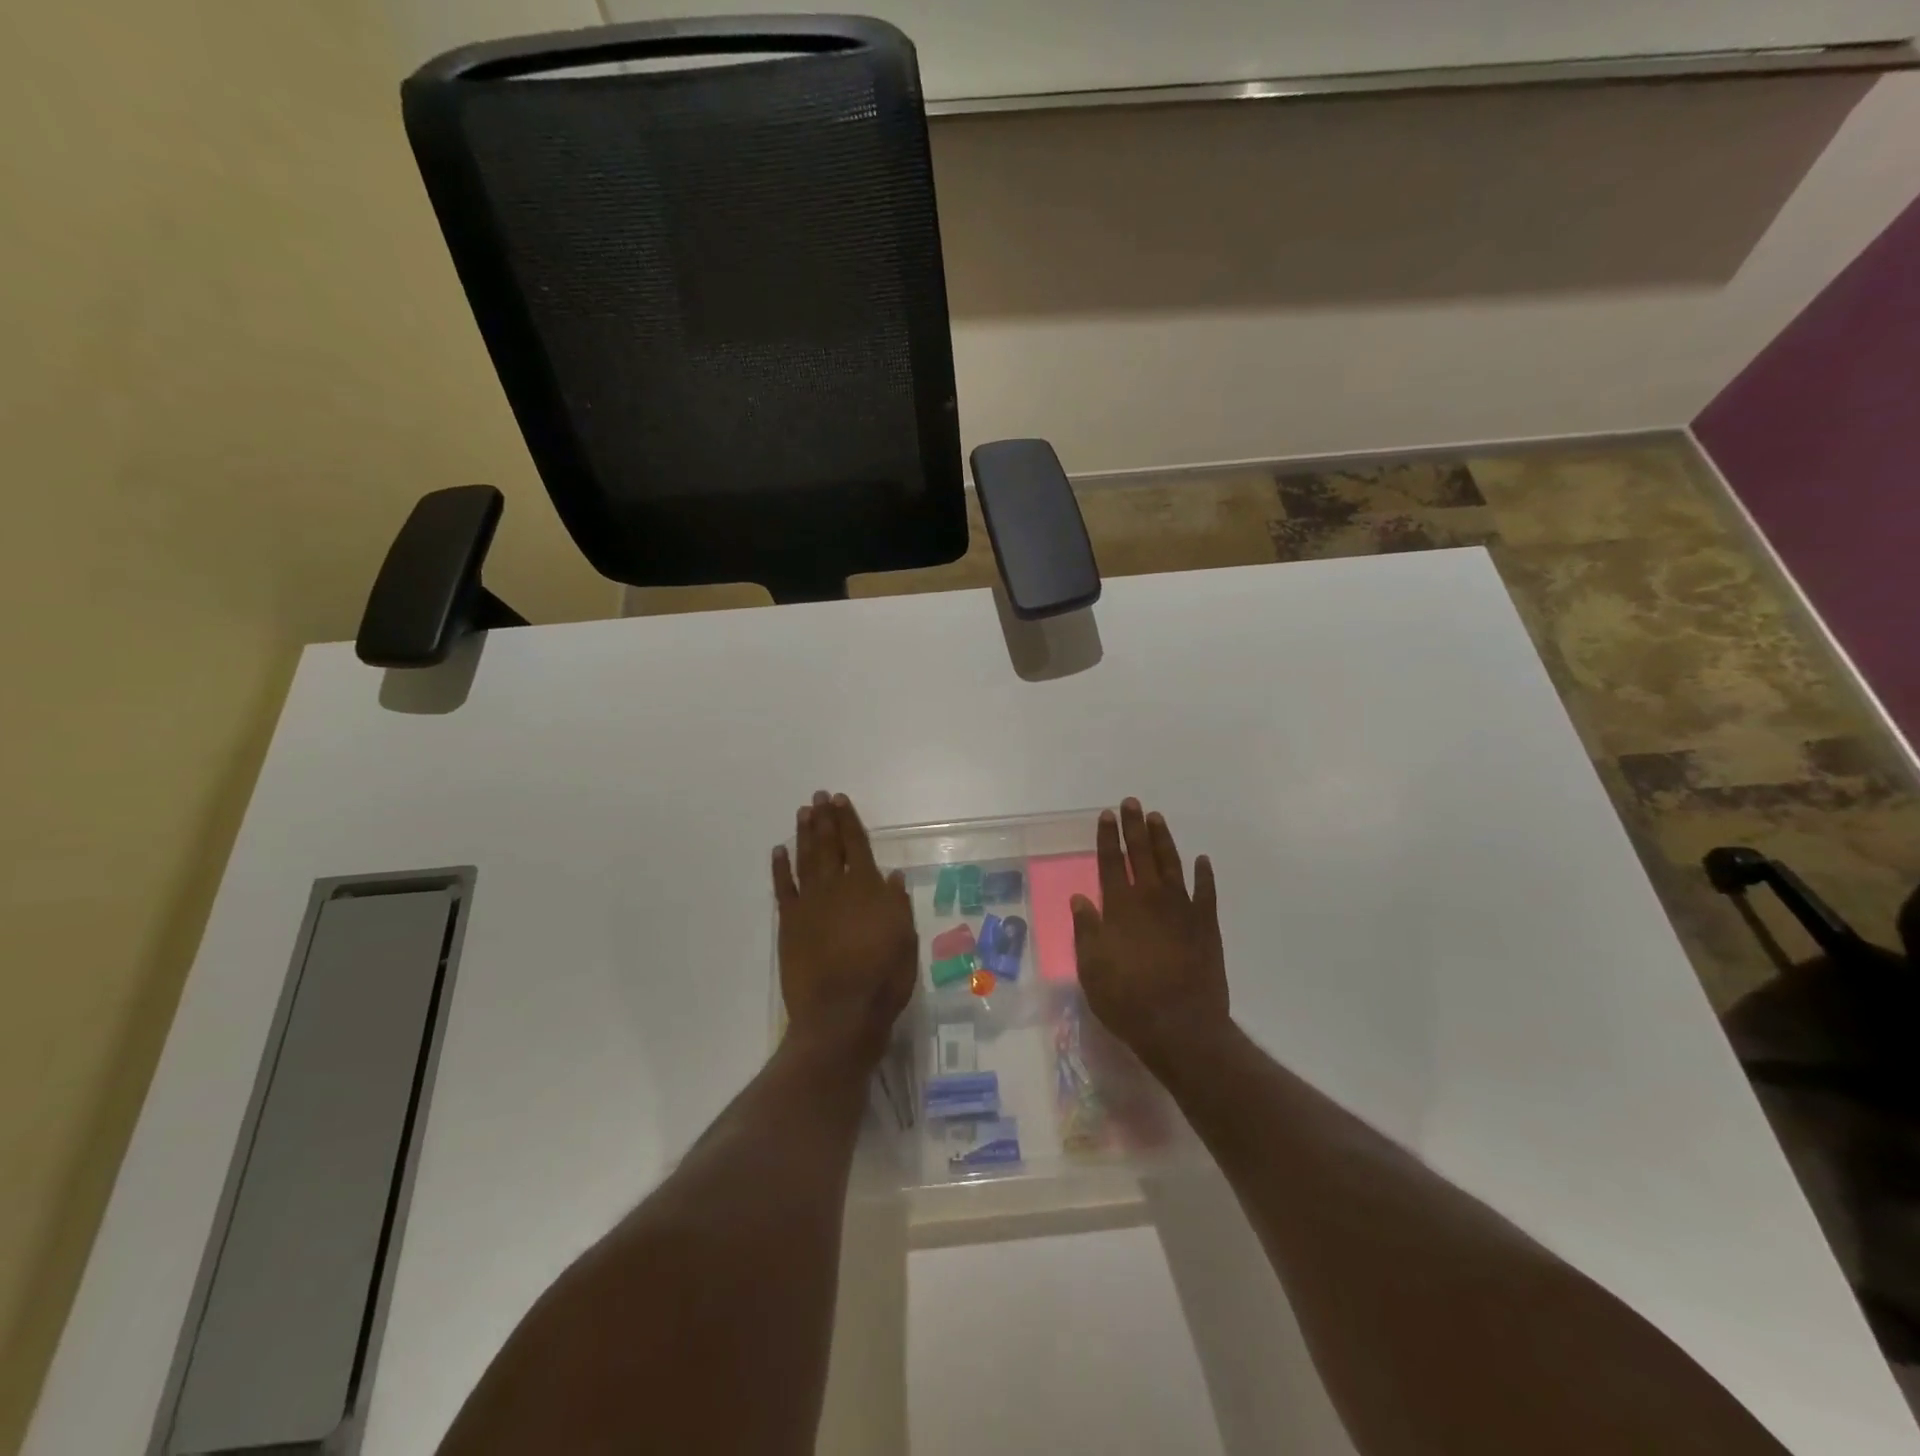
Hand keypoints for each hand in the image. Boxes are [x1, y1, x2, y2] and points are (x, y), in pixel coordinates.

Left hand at [773, 791, 917, 1066]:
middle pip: (829, 845)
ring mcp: (809, 904)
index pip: (858, 845)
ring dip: (804, 834)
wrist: (840, 1014)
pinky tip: (779, 851)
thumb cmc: (882, 978)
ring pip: (806, 859)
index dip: (849, 820)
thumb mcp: (905, 939)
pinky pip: (783, 887)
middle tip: (819, 796)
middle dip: (825, 818)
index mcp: (867, 888)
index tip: (841, 800)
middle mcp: (836, 887)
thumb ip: (897, 904)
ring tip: (803, 813)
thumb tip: (890, 876)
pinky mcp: (789, 923)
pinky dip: (780, 867)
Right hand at [1072, 799, 1229, 1072]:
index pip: (1112, 862)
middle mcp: (1151, 899)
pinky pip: (1206, 892)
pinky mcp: (1206, 926)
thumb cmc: (1127, 999)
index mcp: (1120, 907)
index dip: (1108, 837)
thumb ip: (1087, 929)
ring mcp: (1182, 910)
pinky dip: (1204, 875)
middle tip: (1132, 802)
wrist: (1181, 1026)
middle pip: (1141, 854)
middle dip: (1134, 827)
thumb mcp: (1092, 967)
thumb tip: (1080, 898)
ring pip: (1172, 864)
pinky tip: (1202, 860)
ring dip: (1163, 840)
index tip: (1106, 814)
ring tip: (1157, 818)